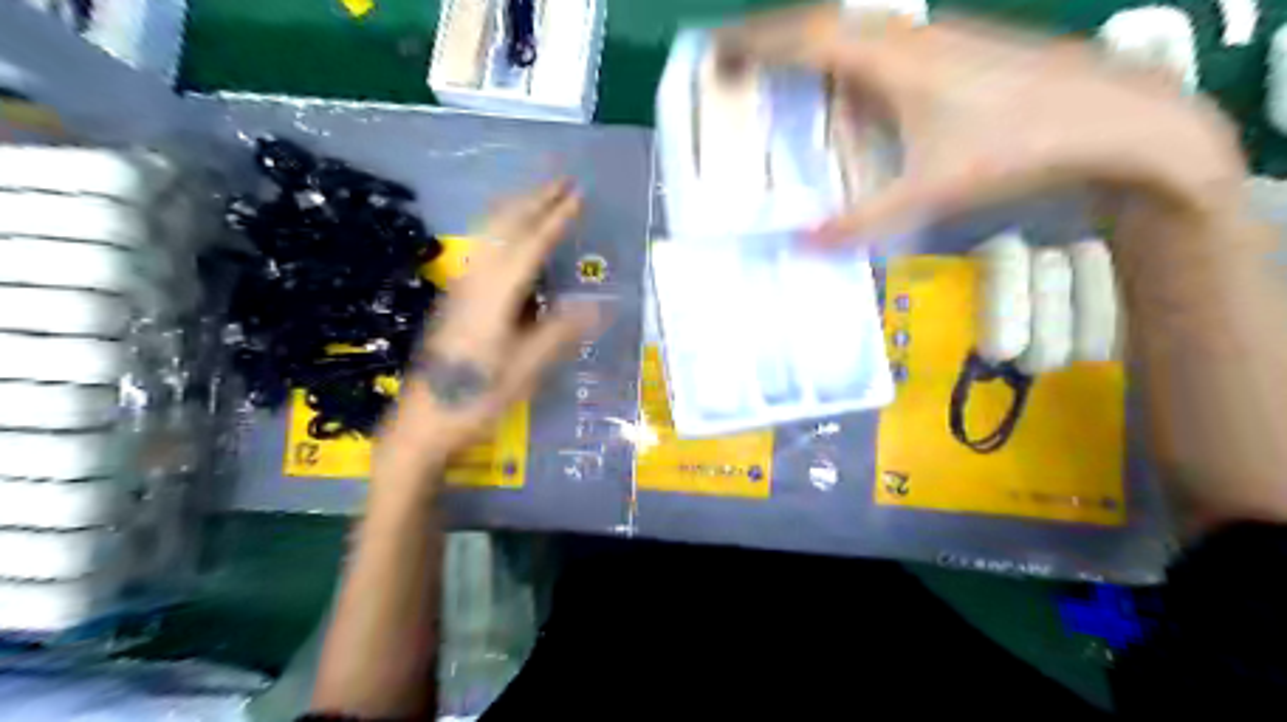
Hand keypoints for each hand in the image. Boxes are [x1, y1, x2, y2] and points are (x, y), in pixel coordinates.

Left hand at [374, 181, 601, 485]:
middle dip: (534, 200)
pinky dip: (502, 228)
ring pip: (488, 234)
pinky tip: (510, 236)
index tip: (578, 195)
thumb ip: (560, 334)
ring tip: (541, 195)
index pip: (530, 245)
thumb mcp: (525, 371)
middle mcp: (475, 281)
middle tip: (563, 180)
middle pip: (504, 227)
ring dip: (516, 208)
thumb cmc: (476, 399)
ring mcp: (461, 288)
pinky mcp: (456, 300)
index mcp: (495, 295)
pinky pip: (483, 249)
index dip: (555, 218)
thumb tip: (599, 304)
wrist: (422, 422)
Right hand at [715, 4, 1247, 241]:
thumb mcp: (931, 191)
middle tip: (736, 63)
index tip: (714, 50)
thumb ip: (863, 220)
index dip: (755, 42)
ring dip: (810, 44)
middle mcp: (907, 33)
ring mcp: (936, 34)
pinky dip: (845, 55)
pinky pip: (881, 39)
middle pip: (823, 22)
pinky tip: (847, 86)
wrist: (1115, 119)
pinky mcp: (956, 46)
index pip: (806, 38)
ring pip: (854, 26)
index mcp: (891, 59)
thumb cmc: (1015, 148)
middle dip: (773, 38)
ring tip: (778, 72)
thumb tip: (803, 245)